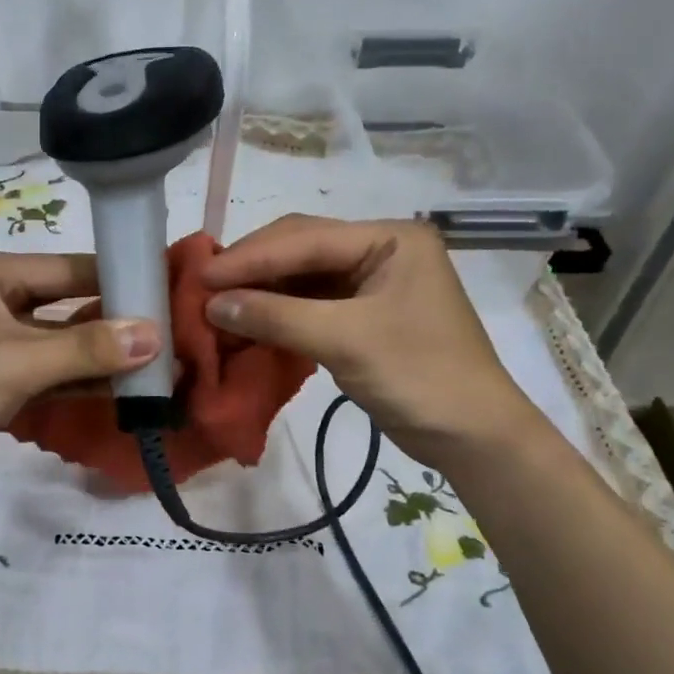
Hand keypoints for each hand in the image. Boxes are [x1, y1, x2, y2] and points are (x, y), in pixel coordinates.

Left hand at [0, 251, 157, 499]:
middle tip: (170, 337)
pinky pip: (46, 372)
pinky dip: (77, 381)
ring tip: (156, 367)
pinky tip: (120, 391)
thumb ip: (87, 348)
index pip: (70, 268)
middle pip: (67, 305)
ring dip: (99, 357)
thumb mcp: (18, 362)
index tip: (168, 295)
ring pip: (59, 343)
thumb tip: (155, 336)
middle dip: (114, 324)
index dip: (119, 280)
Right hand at [199, 215, 538, 459]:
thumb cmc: (420, 376)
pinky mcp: (360, 315)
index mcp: (390, 238)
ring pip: (300, 278)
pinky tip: (244, 323)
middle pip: (300, 249)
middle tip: (201, 288)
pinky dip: (275, 315)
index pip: (306, 238)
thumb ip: (278, 316)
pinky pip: (307, 305)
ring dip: (259, 293)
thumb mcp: (347, 341)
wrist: (471, 435)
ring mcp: (369, 283)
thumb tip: (212, 304)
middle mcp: (379, 251)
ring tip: (214, 306)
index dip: (250, 257)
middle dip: (251, 269)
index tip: (201, 276)